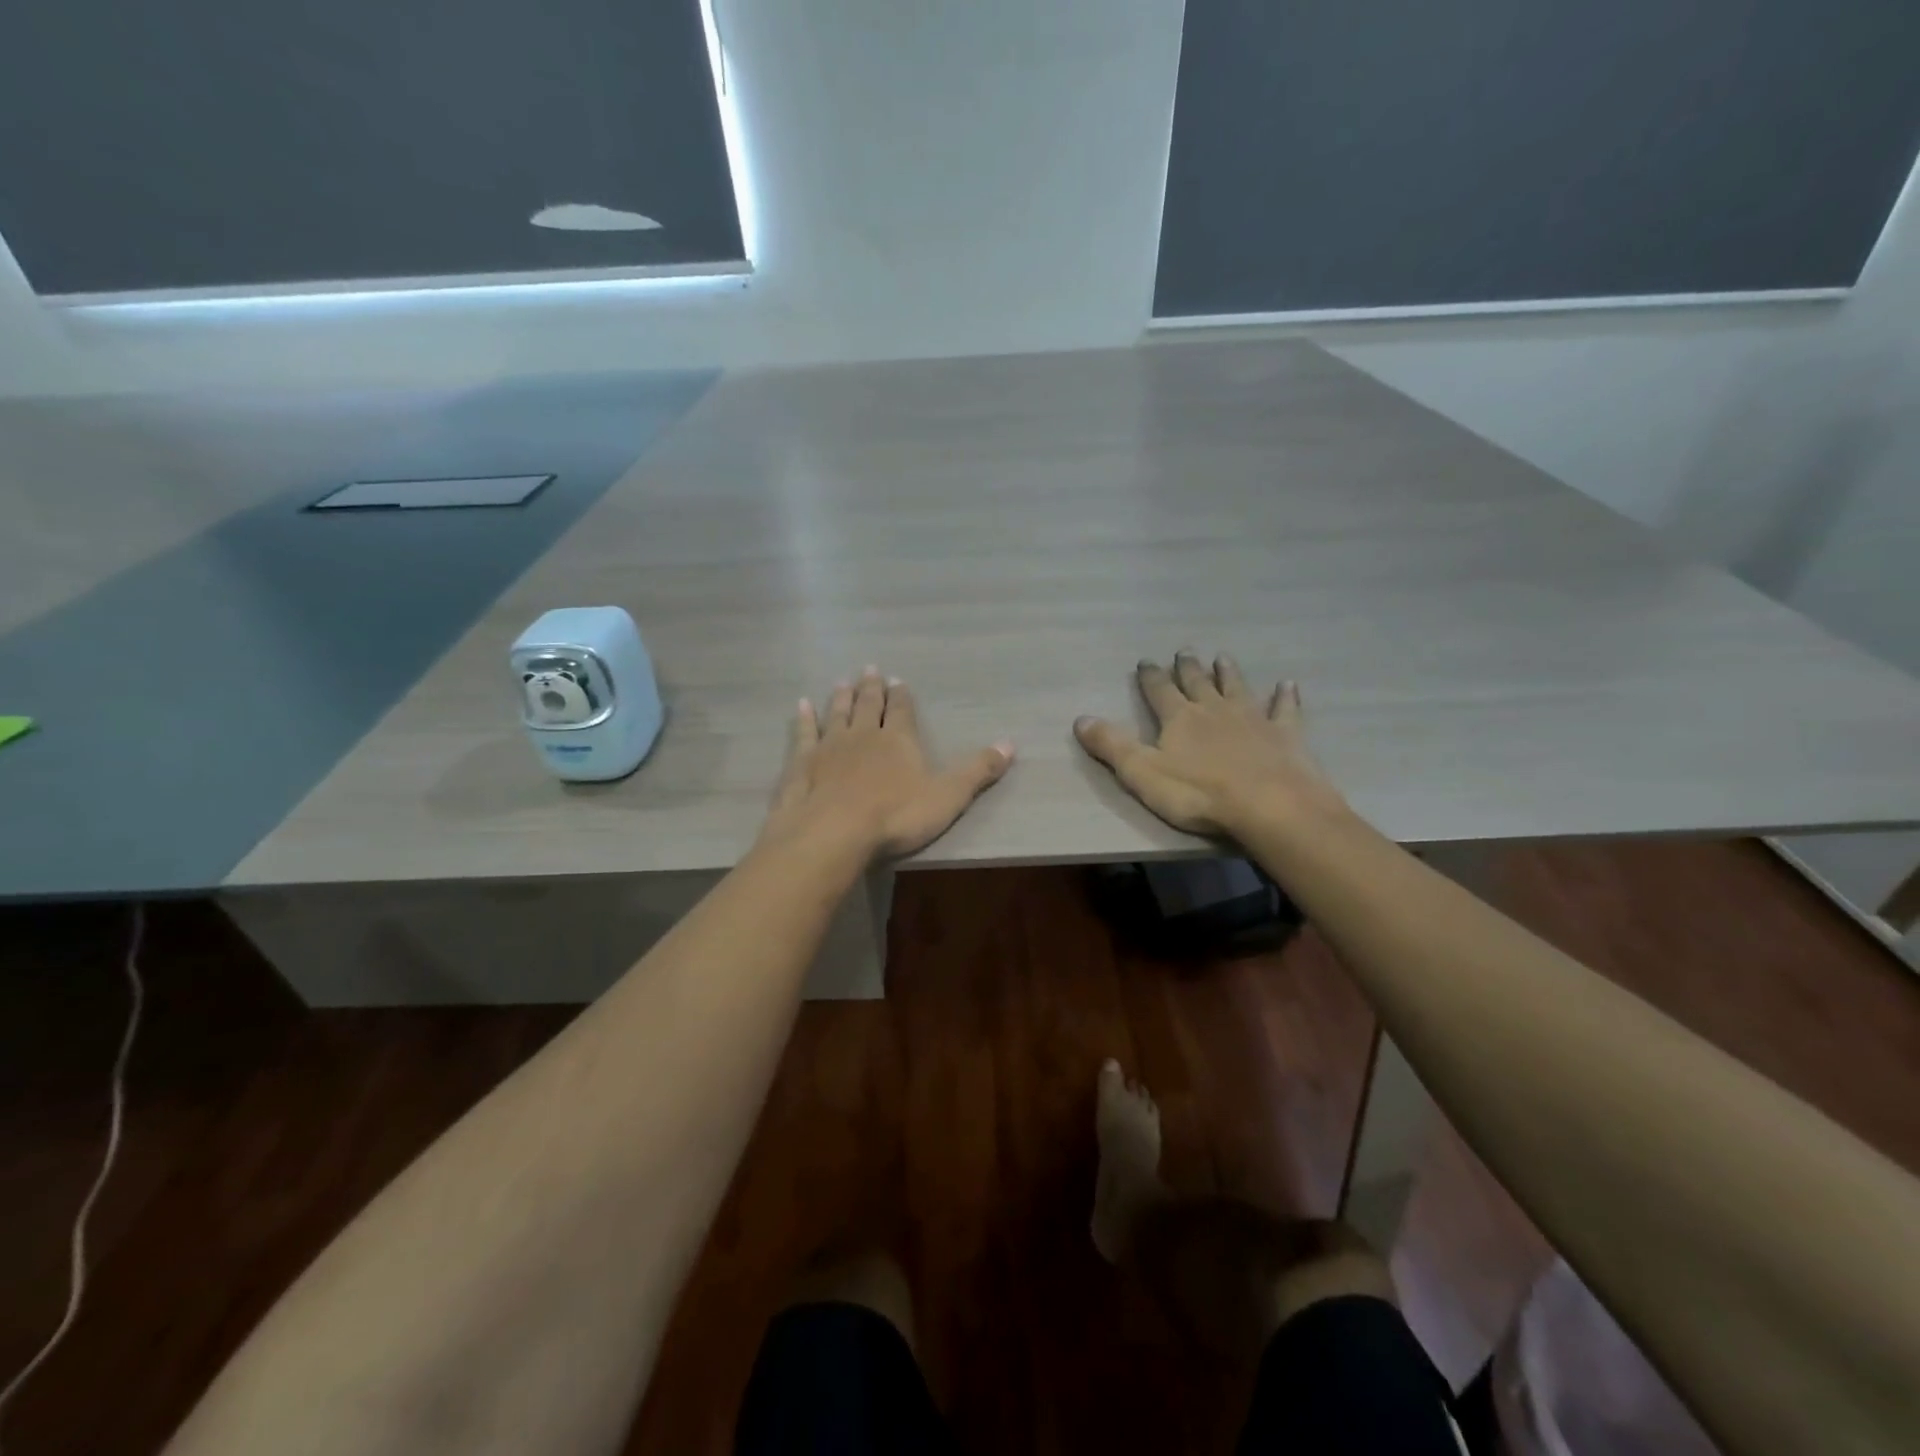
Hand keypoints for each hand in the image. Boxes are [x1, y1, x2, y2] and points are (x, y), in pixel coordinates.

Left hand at [764, 666, 1013, 859]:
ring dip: (840, 698)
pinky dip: (803, 719)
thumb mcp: (948, 796)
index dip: (901, 696)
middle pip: (868, 705)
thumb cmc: (896, 816)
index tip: (898, 681)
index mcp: (899, 740)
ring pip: (837, 714)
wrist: (834, 833)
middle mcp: (863, 734)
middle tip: (869, 669)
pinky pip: (803, 734)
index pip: (902, 710)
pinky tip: (800, 706)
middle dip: (871, 688)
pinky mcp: (802, 763)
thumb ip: (977, 771)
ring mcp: (829, 746)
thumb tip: (1010, 744)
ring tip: (842, 682)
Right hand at [1074, 651, 1342, 839]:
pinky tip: (1288, 684)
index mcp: (1179, 718)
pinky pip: (1285, 709)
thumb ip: (1111, 746)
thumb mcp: (1142, 773)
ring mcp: (1253, 719)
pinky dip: (1285, 696)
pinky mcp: (1285, 735)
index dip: (1150, 676)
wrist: (1270, 805)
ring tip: (1223, 656)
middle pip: (1197, 682)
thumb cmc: (1198, 794)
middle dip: (1187, 667)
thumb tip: (1080, 719)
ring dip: (1228, 673)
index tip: (1146, 661)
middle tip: (1184, 651)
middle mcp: (1214, 709)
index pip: (1159, 691)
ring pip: (1237, 687)